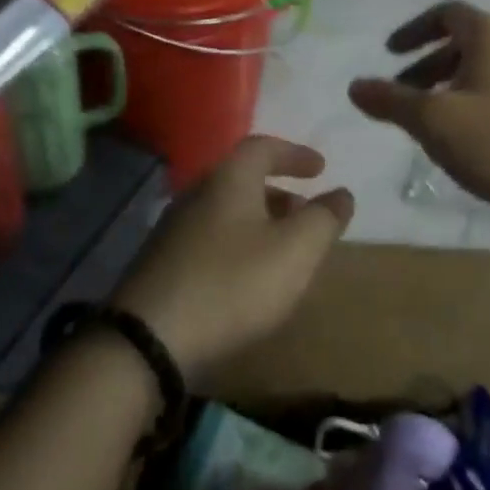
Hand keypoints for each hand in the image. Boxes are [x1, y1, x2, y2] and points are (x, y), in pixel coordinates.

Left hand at [111, 136, 353, 382]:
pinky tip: (247, 278)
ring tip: (283, 249)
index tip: (320, 169)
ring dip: (259, 221)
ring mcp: (173, 230)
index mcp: (229, 180)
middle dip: (279, 192)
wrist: (148, 342)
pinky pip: (210, 239)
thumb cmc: (233, 284)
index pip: (263, 147)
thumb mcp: (296, 251)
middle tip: (305, 212)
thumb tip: (341, 194)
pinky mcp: (161, 264)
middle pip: (242, 179)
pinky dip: (237, 244)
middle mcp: (197, 194)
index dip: (295, 154)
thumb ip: (324, 218)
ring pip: (226, 211)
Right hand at [348, 1, 489, 224]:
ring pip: (484, 69)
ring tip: (430, 122)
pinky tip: (467, 138)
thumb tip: (355, 86)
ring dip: (450, 86)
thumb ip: (391, 100)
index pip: (447, 13)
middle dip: (427, 66)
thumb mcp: (433, 121)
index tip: (390, 53)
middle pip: (464, 42)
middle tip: (403, 95)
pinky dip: (475, 101)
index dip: (414, 30)